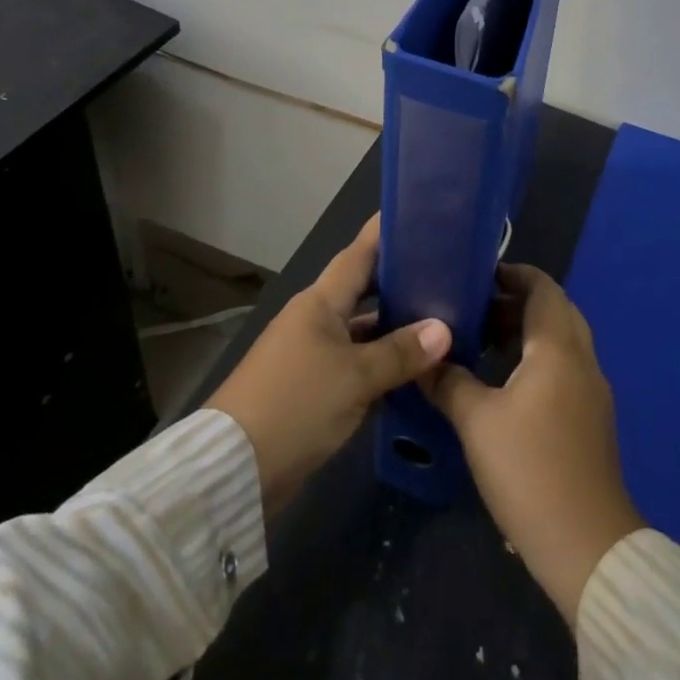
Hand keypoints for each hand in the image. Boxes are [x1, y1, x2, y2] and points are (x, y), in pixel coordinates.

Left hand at [209, 215, 451, 513]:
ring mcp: (311, 354)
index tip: (414, 211)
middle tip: (442, 272)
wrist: (235, 467)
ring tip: (439, 321)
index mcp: (320, 302)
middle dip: (397, 281)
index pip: (358, 255)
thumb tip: (444, 329)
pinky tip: (412, 370)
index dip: (384, 233)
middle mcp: (314, 319)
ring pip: (361, 330)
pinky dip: (380, 363)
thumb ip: (400, 352)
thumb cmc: (297, 403)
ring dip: (393, 328)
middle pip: (362, 291)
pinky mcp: (310, 388)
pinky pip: (354, 363)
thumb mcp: (355, 377)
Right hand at [422, 264, 643, 625]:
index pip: (542, 287)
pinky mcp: (591, 419)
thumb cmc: (530, 471)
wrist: (588, 547)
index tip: (476, 275)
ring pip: (560, 340)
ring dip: (525, 331)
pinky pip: (564, 366)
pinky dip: (536, 358)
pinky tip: (505, 382)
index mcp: (558, 348)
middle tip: (474, 307)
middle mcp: (581, 359)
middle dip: (515, 301)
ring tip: (483, 340)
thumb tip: (424, 358)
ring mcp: (591, 391)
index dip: (512, 273)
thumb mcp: (477, 423)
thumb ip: (449, 382)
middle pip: (554, 310)